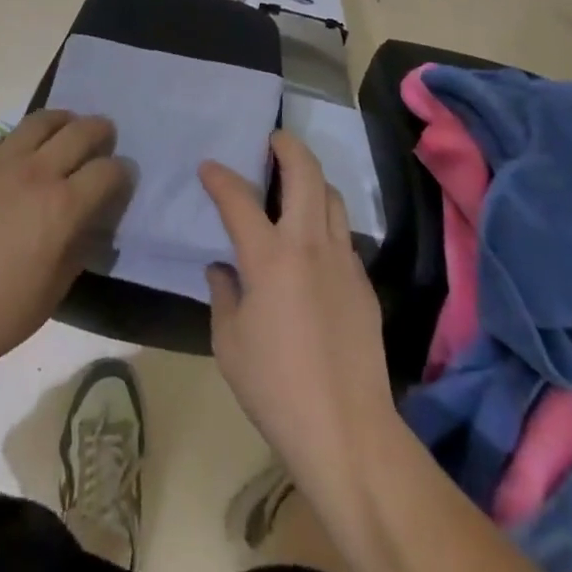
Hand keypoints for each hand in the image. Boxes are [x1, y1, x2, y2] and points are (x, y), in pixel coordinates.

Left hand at [0, 111, 130, 369]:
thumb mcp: (53, 292)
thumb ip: (79, 249)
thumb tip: (91, 225)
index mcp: (63, 206)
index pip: (108, 171)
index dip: (122, 172)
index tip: (122, 178)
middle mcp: (36, 172)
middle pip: (81, 131)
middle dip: (100, 131)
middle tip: (103, 138)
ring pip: (41, 120)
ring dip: (62, 121)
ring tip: (64, 130)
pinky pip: (0, 138)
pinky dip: (16, 143)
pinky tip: (13, 159)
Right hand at [201, 131, 395, 481]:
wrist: (348, 432)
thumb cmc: (276, 387)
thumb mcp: (229, 342)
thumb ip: (222, 294)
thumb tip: (223, 269)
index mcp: (269, 256)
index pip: (238, 198)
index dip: (220, 177)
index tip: (209, 167)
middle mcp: (308, 244)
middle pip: (305, 173)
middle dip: (288, 146)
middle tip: (273, 139)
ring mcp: (342, 260)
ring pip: (332, 196)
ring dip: (312, 179)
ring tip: (295, 183)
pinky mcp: (363, 283)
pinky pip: (343, 234)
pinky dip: (325, 220)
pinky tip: (312, 245)